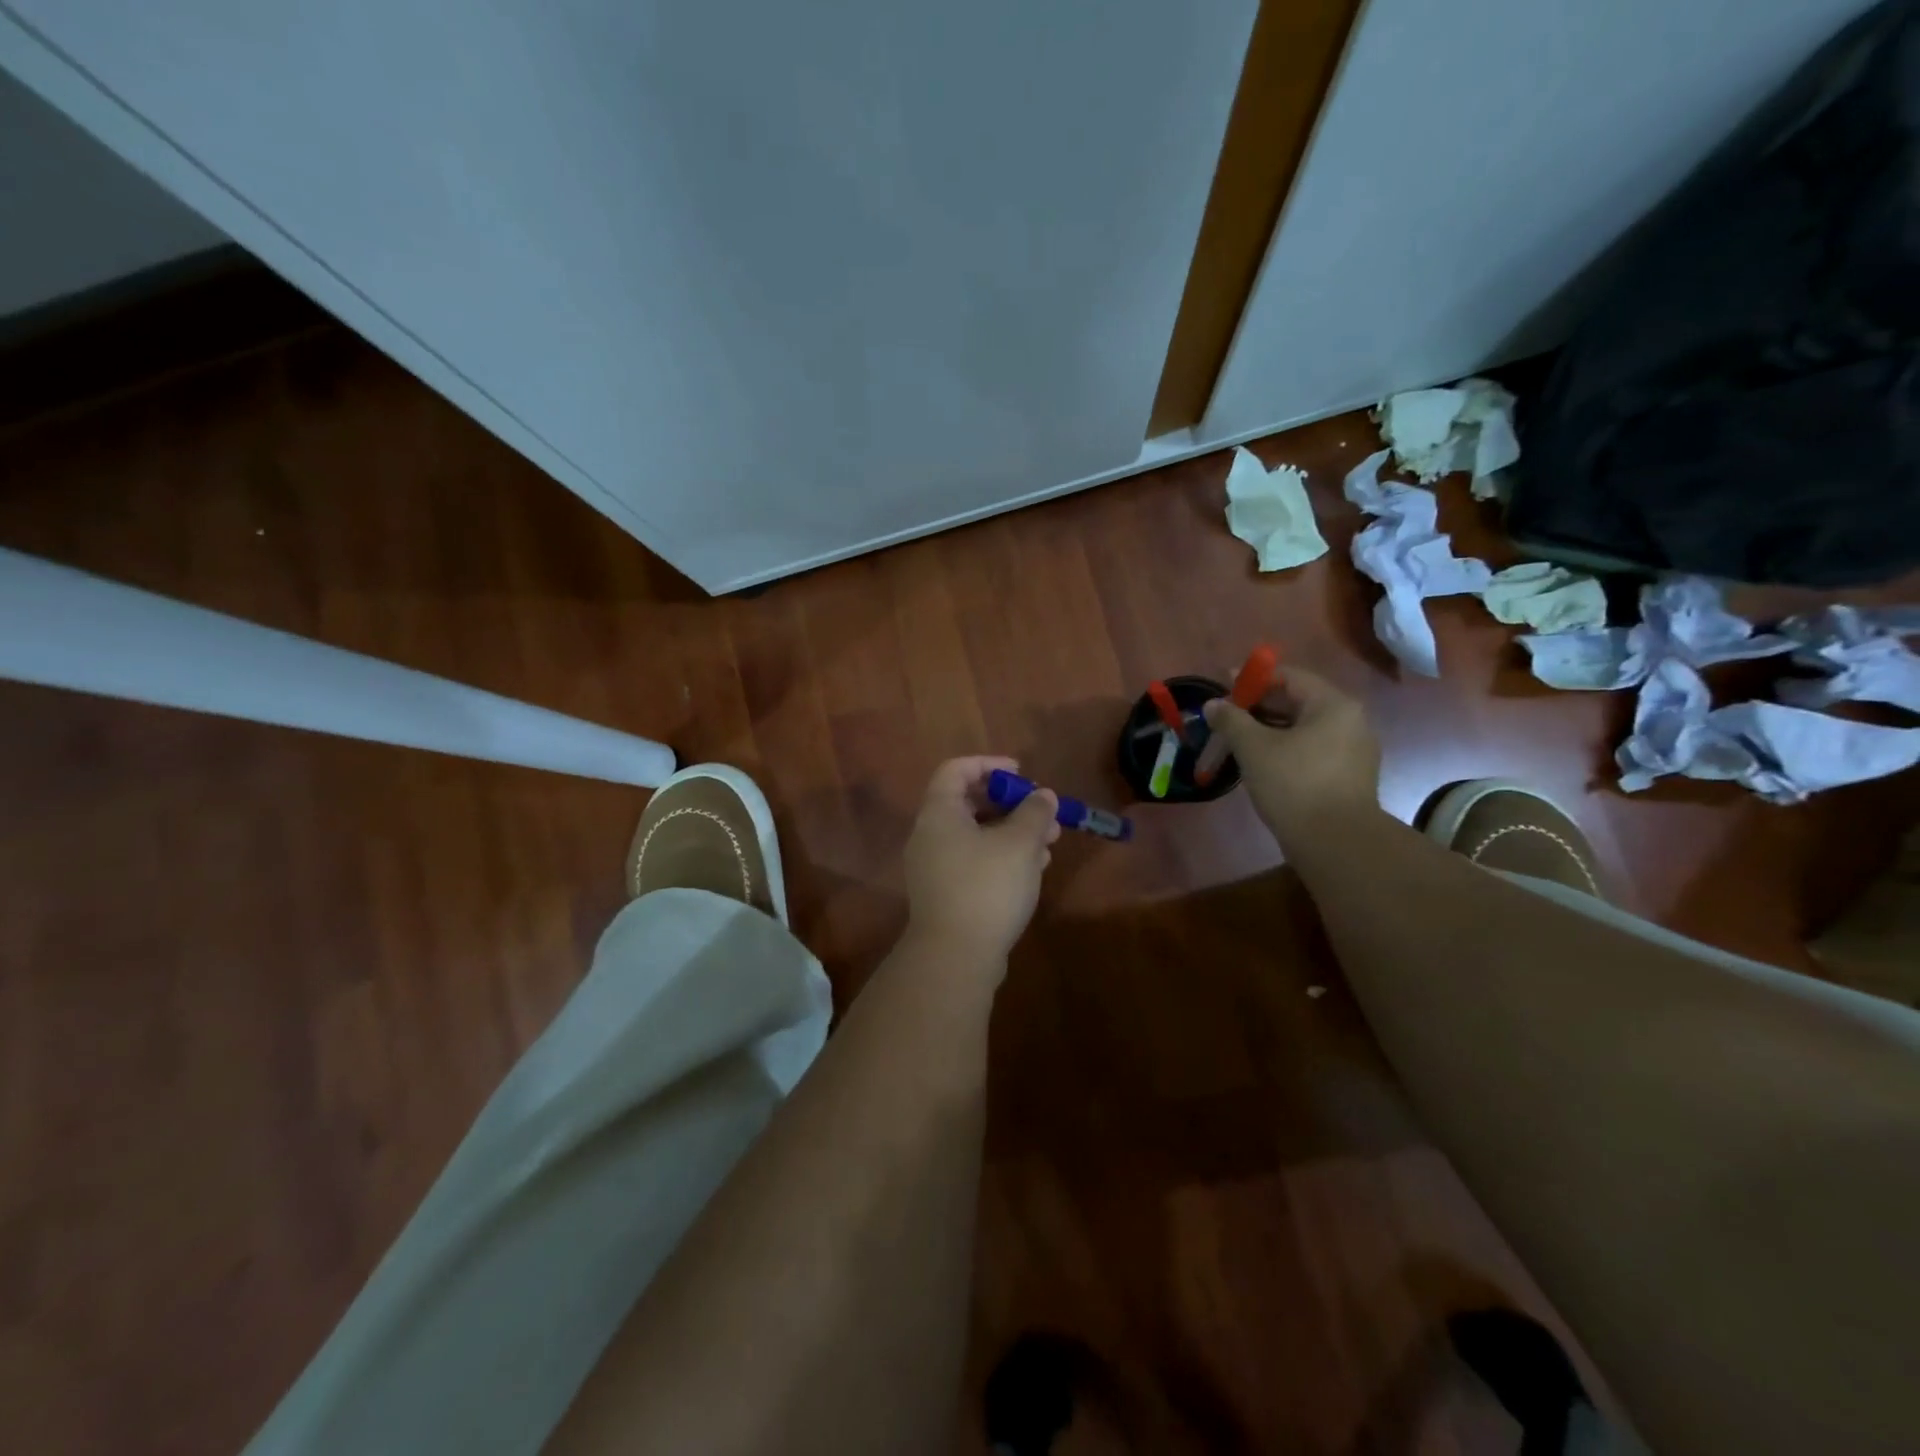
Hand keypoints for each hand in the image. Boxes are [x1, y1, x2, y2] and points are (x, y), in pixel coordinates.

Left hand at [903, 756, 1059, 965]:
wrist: (955, 957)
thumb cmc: (986, 887)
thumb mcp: (1019, 844)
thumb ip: (1034, 813)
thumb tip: (1043, 796)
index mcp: (939, 814)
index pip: (956, 770)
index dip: (988, 764)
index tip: (1021, 773)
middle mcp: (930, 836)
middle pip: (969, 803)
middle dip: (1011, 804)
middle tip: (1043, 812)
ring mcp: (935, 868)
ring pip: (977, 836)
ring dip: (1013, 833)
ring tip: (1050, 843)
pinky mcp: (946, 894)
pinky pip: (975, 862)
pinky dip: (1002, 857)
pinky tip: (1034, 869)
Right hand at [1202, 667, 1380, 848]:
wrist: (1336, 843)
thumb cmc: (1294, 784)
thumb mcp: (1254, 748)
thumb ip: (1231, 720)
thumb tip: (1213, 704)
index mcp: (1333, 705)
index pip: (1289, 677)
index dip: (1253, 679)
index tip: (1223, 687)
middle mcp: (1351, 722)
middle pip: (1298, 702)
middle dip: (1258, 707)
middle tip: (1226, 718)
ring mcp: (1354, 751)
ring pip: (1304, 729)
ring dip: (1270, 731)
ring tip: (1239, 743)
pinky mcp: (1349, 777)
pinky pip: (1312, 751)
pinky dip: (1286, 750)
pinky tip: (1263, 765)